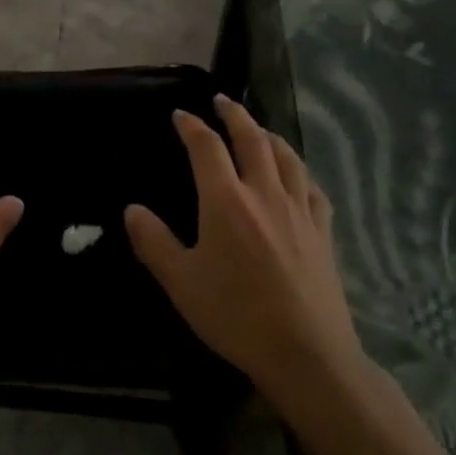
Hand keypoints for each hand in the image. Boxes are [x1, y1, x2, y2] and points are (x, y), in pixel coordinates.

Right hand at [125, 96, 361, 413]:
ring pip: (286, 157)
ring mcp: (299, 210)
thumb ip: (154, 241)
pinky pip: (312, 187)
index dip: (191, 126)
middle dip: (234, 115)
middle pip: (252, 139)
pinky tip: (297, 176)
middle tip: (222, 101)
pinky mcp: (323, 231)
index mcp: (226, 200)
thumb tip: (132, 209)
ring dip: (268, 135)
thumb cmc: (235, 315)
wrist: (306, 352)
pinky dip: (299, 171)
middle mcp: (264, 193)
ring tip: (258, 129)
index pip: (206, 147)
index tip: (180, 115)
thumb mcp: (181, 282)